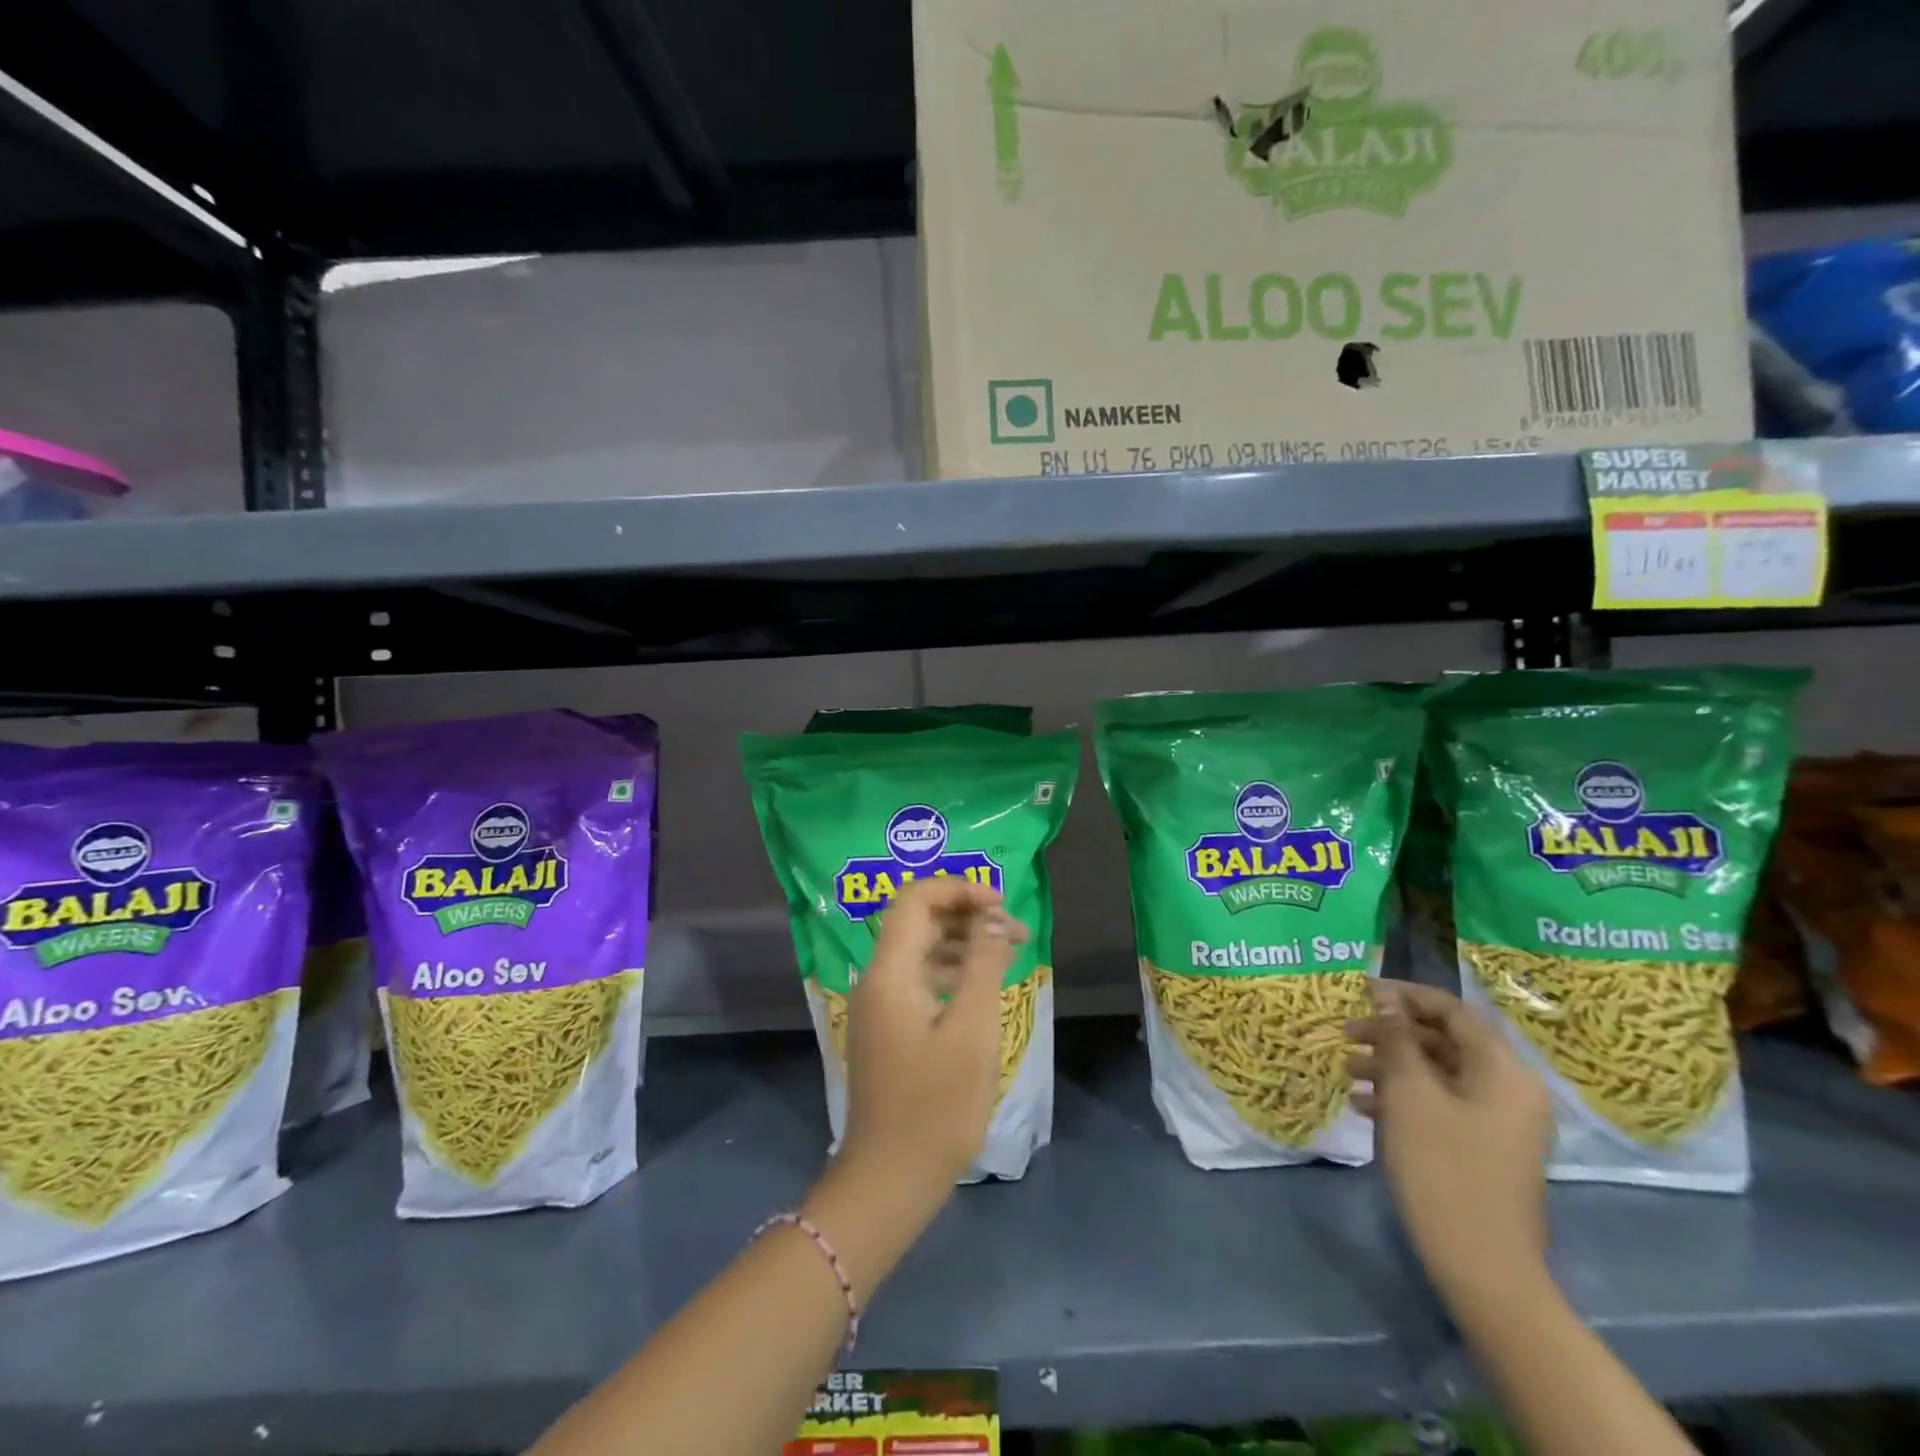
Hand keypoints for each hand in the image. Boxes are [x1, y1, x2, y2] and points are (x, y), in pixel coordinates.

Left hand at [840, 876, 1026, 1195]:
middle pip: (917, 921)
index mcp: (889, 972)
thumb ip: (984, 965)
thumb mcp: (972, 1032)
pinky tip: (983, 989)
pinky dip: (952, 973)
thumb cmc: (936, 1108)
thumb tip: (993, 917)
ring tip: (1009, 955)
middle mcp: (876, 980)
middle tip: (1016, 931)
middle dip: (967, 915)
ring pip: (920, 951)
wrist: (888, 1182)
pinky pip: (918, 980)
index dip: (960, 890)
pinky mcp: (887, 1030)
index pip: (916, 899)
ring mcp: (878, 1006)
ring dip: (963, 943)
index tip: (1002, 905)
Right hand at [1347, 981, 1552, 1301]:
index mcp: (1503, 1070)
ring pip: (1439, 1071)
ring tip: (1347, 1071)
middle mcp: (1509, 1088)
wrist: (1484, 1268)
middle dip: (1392, 1033)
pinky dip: (1404, 1095)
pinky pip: (1442, 1102)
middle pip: (1444, 1039)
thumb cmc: (1444, 1169)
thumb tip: (1386, 996)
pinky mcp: (1484, 1147)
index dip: (1404, 995)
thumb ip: (1397, 1039)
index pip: (1452, 1010)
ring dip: (1392, 1065)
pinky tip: (1365, 1105)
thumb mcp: (1410, 1094)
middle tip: (1346, 1034)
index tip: (1358, 990)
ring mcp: (1499, 1121)